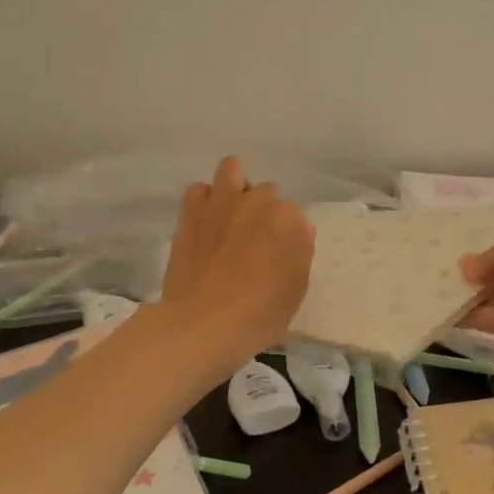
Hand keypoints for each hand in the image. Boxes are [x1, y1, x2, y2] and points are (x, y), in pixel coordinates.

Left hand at [159, 156, 313, 367]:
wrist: (203, 324)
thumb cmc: (259, 315)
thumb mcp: (296, 290)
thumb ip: (302, 253)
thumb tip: (300, 230)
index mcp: (289, 219)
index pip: (295, 216)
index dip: (288, 236)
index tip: (280, 256)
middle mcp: (258, 201)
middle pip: (266, 193)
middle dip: (263, 212)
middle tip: (255, 241)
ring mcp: (222, 202)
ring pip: (232, 169)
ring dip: (236, 186)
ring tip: (232, 213)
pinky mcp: (191, 212)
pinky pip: (199, 189)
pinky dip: (205, 200)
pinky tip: (207, 221)